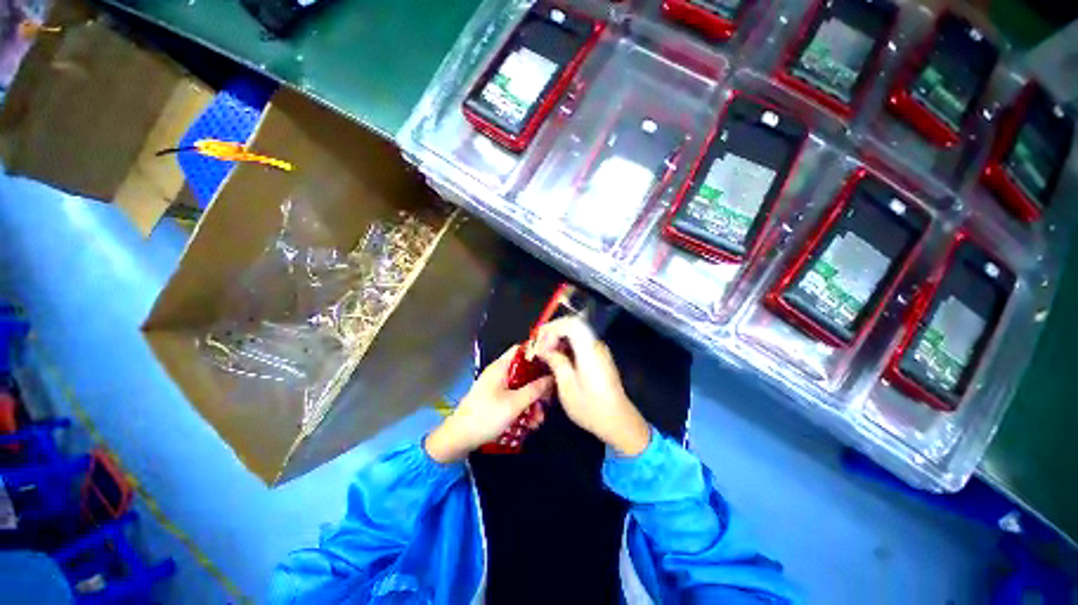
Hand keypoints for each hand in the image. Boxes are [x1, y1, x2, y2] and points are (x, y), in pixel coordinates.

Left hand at [425, 346, 553, 462]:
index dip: (537, 353)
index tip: (553, 363)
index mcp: (501, 367)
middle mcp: (499, 373)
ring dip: (532, 401)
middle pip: (525, 370)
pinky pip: (514, 398)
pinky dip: (523, 408)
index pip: (521, 349)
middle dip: (538, 385)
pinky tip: (530, 423)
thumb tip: (552, 378)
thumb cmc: (486, 417)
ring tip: (539, 419)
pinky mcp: (495, 400)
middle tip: (549, 399)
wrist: (458, 439)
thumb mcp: (514, 404)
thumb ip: (535, 389)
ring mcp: (497, 387)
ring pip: (521, 387)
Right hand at [533, 317, 650, 455]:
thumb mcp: (567, 387)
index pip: (570, 324)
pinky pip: (580, 342)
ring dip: (559, 338)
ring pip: (576, 333)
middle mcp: (596, 345)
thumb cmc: (590, 407)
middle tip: (539, 345)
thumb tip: (543, 348)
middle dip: (553, 331)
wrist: (618, 421)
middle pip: (573, 325)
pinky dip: (566, 345)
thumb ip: (556, 362)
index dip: (552, 329)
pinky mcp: (599, 357)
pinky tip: (557, 357)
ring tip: (545, 351)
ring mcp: (599, 350)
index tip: (538, 342)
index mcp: (589, 350)